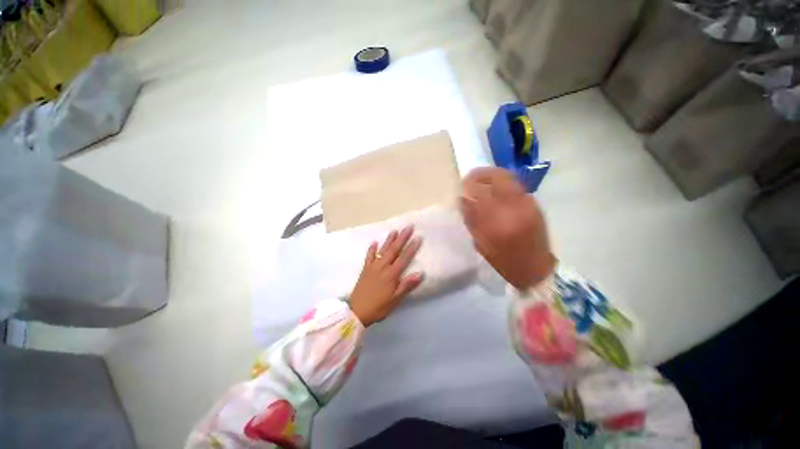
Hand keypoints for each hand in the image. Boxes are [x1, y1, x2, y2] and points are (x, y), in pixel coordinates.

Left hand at [350, 226, 423, 326]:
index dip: (411, 248)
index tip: (418, 238)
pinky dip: (372, 249)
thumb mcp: (395, 300)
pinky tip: (374, 242)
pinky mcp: (365, 269)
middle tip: (408, 227)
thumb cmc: (379, 307)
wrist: (357, 312)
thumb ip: (406, 285)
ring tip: (394, 230)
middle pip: (394, 250)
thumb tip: (420, 273)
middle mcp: (382, 267)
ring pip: (382, 250)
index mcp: (391, 274)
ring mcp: (373, 267)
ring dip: (389, 240)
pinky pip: (369, 256)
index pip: (404, 258)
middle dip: (402, 238)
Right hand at [460, 168, 555, 290]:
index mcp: (499, 223)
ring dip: (492, 176)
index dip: (469, 186)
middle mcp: (516, 208)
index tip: (461, 186)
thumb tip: (462, 200)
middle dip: (482, 174)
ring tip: (481, 180)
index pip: (481, 194)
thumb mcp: (481, 243)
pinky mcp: (535, 204)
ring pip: (509, 179)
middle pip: (499, 178)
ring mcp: (528, 204)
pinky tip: (495, 189)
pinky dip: (503, 184)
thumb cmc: (504, 261)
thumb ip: (471, 219)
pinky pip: (516, 187)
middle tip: (470, 177)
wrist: (535, 268)